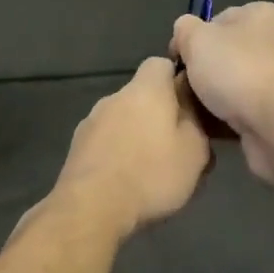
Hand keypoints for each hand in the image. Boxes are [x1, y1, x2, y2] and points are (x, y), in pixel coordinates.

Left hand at [46, 57, 212, 240]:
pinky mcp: (77, 148)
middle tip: (178, 147)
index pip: (161, 64)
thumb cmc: (152, 175)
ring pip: (123, 121)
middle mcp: (114, 98)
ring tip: (152, 170)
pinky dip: (118, 154)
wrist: (92, 208)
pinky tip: (127, 182)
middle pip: (142, 96)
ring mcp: (91, 122)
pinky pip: (106, 143)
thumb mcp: (195, 151)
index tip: (191, 105)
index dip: (177, 80)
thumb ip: (197, 122)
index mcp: (145, 90)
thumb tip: (191, 105)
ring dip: (137, 137)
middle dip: (159, 115)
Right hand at [169, 2, 273, 184]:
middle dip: (202, 74)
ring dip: (211, 101)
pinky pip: (243, 113)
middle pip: (226, 56)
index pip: (218, 20)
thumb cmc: (238, 71)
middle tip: (180, 90)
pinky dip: (225, 121)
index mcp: (262, 15)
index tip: (176, 62)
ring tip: (188, 113)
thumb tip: (183, 35)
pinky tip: (206, 130)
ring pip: (233, 87)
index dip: (193, 40)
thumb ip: (184, 29)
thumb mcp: (197, 38)